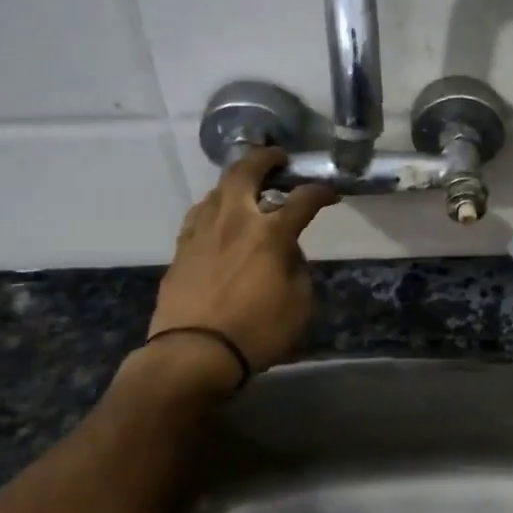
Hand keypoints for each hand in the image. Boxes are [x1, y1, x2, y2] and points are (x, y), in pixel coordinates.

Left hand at [146, 148, 338, 376]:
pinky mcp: (181, 249)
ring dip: (236, 182)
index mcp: (269, 234)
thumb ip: (297, 270)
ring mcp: (202, 232)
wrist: (193, 354)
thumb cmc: (256, 332)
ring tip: (247, 189)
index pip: (302, 200)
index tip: (330, 193)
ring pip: (217, 190)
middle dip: (265, 158)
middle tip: (277, 157)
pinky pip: (199, 215)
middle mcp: (234, 221)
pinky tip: (218, 218)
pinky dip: (215, 208)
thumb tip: (288, 253)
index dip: (320, 192)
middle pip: (245, 172)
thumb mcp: (299, 305)